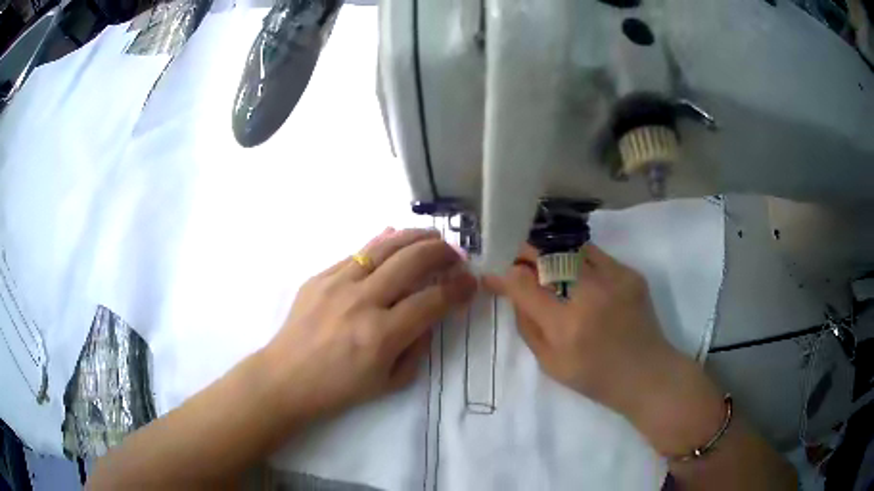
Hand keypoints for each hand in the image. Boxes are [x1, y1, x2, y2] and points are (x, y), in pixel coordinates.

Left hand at [263, 228, 476, 420]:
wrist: (286, 378)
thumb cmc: (339, 388)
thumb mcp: (390, 382)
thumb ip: (417, 347)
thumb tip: (429, 314)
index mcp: (381, 336)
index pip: (432, 300)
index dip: (458, 288)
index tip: (471, 281)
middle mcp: (361, 302)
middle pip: (412, 262)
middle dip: (442, 253)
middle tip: (456, 254)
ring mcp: (337, 284)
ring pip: (385, 247)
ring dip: (416, 237)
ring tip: (434, 236)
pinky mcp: (320, 276)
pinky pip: (358, 252)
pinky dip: (383, 242)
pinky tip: (396, 238)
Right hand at [484, 243, 724, 455]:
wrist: (647, 373)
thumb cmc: (595, 377)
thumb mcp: (550, 364)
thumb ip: (528, 326)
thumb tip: (514, 293)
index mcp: (566, 325)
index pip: (522, 284)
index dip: (502, 274)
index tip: (492, 273)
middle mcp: (589, 294)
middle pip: (546, 255)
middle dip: (523, 252)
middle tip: (514, 257)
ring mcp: (613, 279)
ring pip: (570, 247)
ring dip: (549, 251)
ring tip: (542, 258)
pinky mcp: (629, 273)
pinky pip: (594, 255)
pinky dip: (577, 258)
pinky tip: (574, 270)